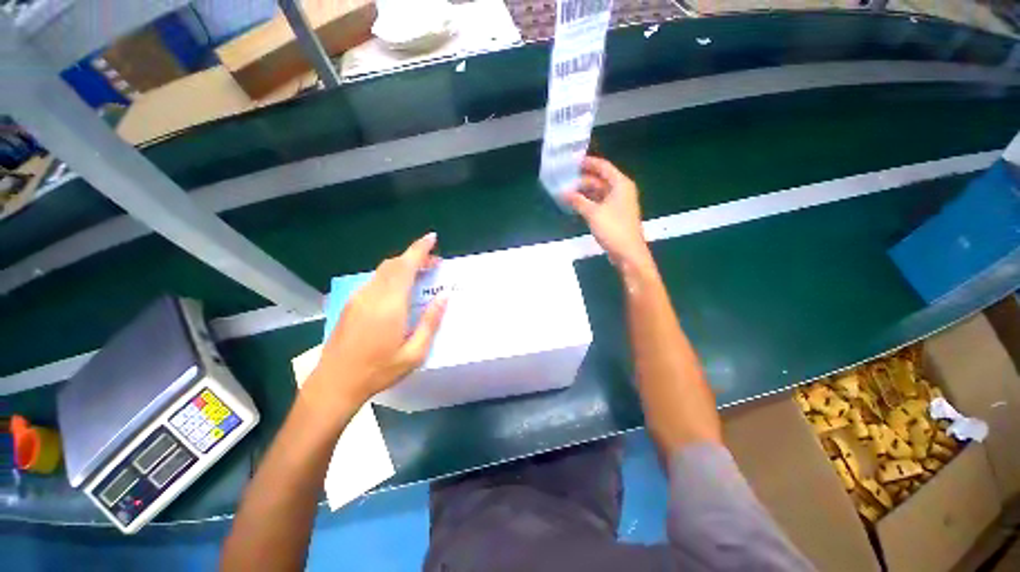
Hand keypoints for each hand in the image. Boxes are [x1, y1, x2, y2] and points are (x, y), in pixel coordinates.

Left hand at [306, 233, 447, 410]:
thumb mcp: (414, 353)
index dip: (420, 249)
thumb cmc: (379, 370)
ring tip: (421, 275)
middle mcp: (373, 294)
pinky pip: (375, 280)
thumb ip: (430, 321)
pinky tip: (400, 289)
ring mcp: (359, 298)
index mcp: (390, 305)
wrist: (335, 383)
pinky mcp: (351, 303)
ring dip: (404, 266)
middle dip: (416, 256)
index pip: (406, 266)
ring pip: (383, 270)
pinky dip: (392, 275)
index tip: (433, 238)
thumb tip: (444, 296)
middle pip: (394, 264)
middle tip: (435, 264)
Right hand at [565, 157, 652, 270]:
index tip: (572, 162)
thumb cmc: (613, 228)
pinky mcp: (615, 215)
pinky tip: (576, 205)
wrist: (628, 252)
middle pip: (600, 179)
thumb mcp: (593, 213)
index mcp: (620, 184)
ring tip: (567, 193)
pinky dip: (589, 202)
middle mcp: (621, 190)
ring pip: (600, 192)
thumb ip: (577, 201)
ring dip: (585, 192)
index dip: (588, 163)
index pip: (603, 167)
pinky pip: (600, 203)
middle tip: (565, 180)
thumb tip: (562, 193)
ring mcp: (619, 203)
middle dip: (583, 180)